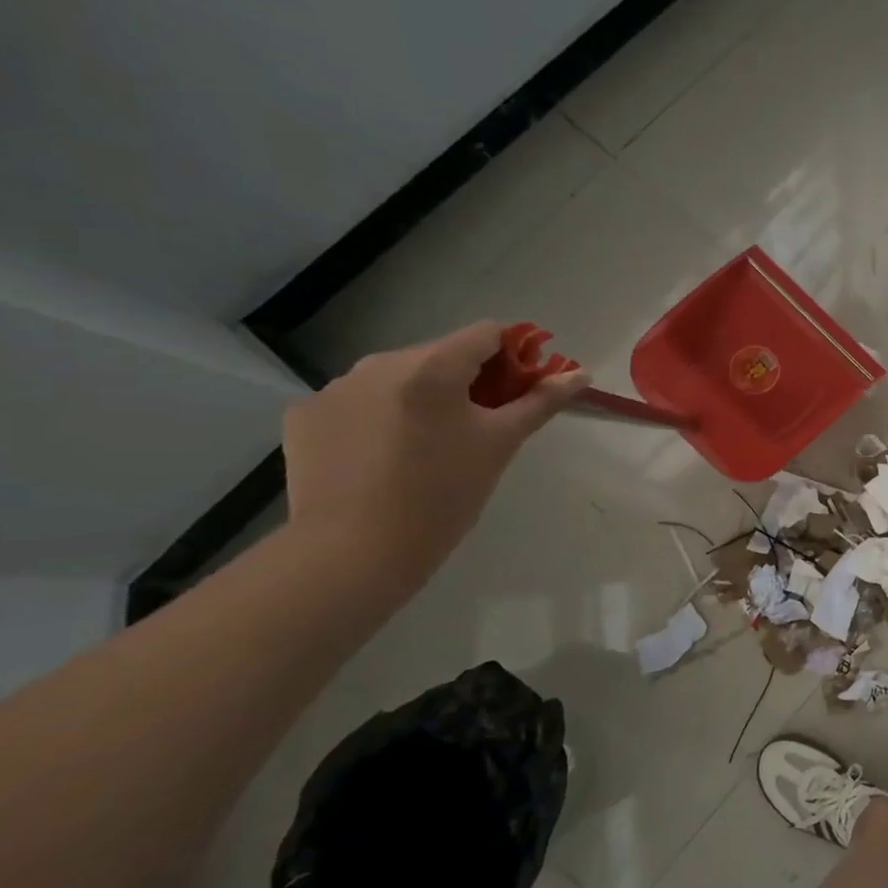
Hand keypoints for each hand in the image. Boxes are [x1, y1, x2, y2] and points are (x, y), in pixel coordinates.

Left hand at [283, 322, 589, 578]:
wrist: (354, 553)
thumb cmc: (443, 496)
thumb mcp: (501, 445)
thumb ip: (541, 402)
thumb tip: (581, 374)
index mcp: (432, 367)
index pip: (487, 334)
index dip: (513, 356)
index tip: (519, 393)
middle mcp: (380, 363)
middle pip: (442, 354)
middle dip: (468, 382)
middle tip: (479, 429)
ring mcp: (335, 388)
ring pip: (398, 377)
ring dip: (422, 398)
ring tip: (428, 447)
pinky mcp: (305, 415)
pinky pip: (358, 401)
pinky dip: (379, 417)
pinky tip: (382, 456)